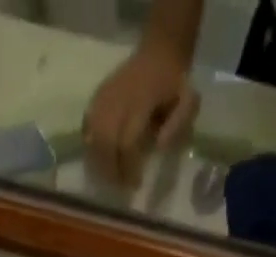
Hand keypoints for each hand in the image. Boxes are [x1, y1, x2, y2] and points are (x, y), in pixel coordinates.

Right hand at [83, 42, 198, 187]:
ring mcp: (105, 95)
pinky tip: (98, 155)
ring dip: (98, 161)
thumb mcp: (188, 101)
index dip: (128, 167)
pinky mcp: (98, 95)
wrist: (160, 50)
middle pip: (105, 142)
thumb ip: (177, 125)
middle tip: (119, 185)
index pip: (127, 142)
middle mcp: (118, 97)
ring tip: (109, 175)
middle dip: (111, 169)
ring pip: (93, 135)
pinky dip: (90, 143)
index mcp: (141, 99)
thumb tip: (158, 147)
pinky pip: (87, 124)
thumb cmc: (175, 83)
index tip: (135, 184)